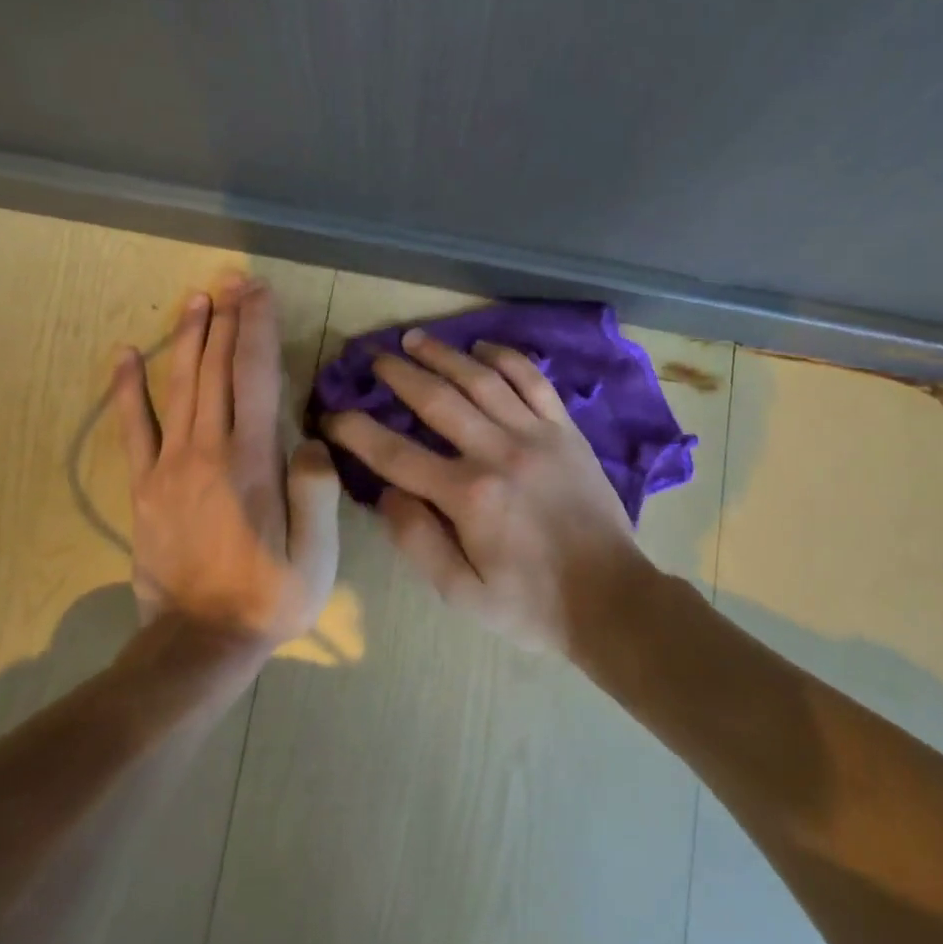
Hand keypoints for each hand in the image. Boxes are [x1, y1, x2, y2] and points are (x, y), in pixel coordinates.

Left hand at [111, 275, 341, 647]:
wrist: (199, 644)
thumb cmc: (269, 598)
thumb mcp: (316, 556)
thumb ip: (316, 492)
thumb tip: (310, 440)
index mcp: (252, 462)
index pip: (255, 377)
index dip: (257, 328)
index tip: (259, 291)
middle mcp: (208, 451)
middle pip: (216, 370)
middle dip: (226, 319)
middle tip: (231, 278)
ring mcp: (170, 467)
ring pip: (179, 386)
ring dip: (188, 338)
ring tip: (195, 298)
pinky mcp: (144, 487)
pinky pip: (133, 428)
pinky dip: (127, 388)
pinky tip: (124, 354)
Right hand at [321, 329, 657, 653]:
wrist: (611, 599)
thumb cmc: (531, 604)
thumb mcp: (462, 593)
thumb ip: (417, 541)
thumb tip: (385, 493)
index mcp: (468, 496)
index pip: (395, 454)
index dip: (356, 431)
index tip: (331, 416)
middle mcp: (498, 452)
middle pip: (437, 400)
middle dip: (399, 375)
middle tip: (373, 358)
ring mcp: (536, 435)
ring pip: (482, 380)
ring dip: (444, 355)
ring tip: (415, 339)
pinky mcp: (566, 431)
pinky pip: (533, 382)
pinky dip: (506, 359)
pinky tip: (482, 348)